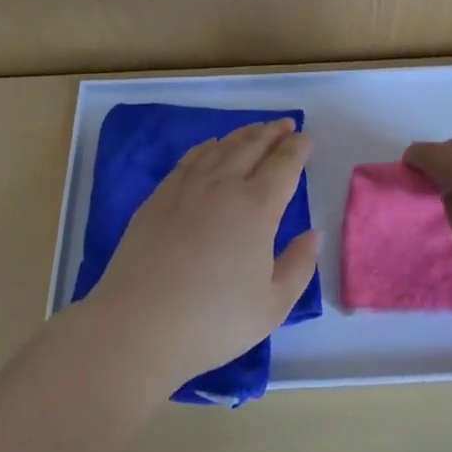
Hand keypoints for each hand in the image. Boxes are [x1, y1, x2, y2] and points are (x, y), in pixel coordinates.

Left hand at [89, 120, 321, 390]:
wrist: (137, 327)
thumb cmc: (213, 322)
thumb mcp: (273, 306)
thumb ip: (299, 266)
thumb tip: (314, 234)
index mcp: (258, 208)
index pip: (284, 164)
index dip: (298, 148)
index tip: (306, 138)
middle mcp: (224, 186)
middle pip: (253, 146)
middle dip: (273, 132)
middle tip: (286, 124)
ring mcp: (187, 187)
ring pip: (222, 147)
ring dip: (244, 134)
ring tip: (257, 130)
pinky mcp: (159, 197)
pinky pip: (190, 158)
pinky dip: (209, 146)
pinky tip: (212, 146)